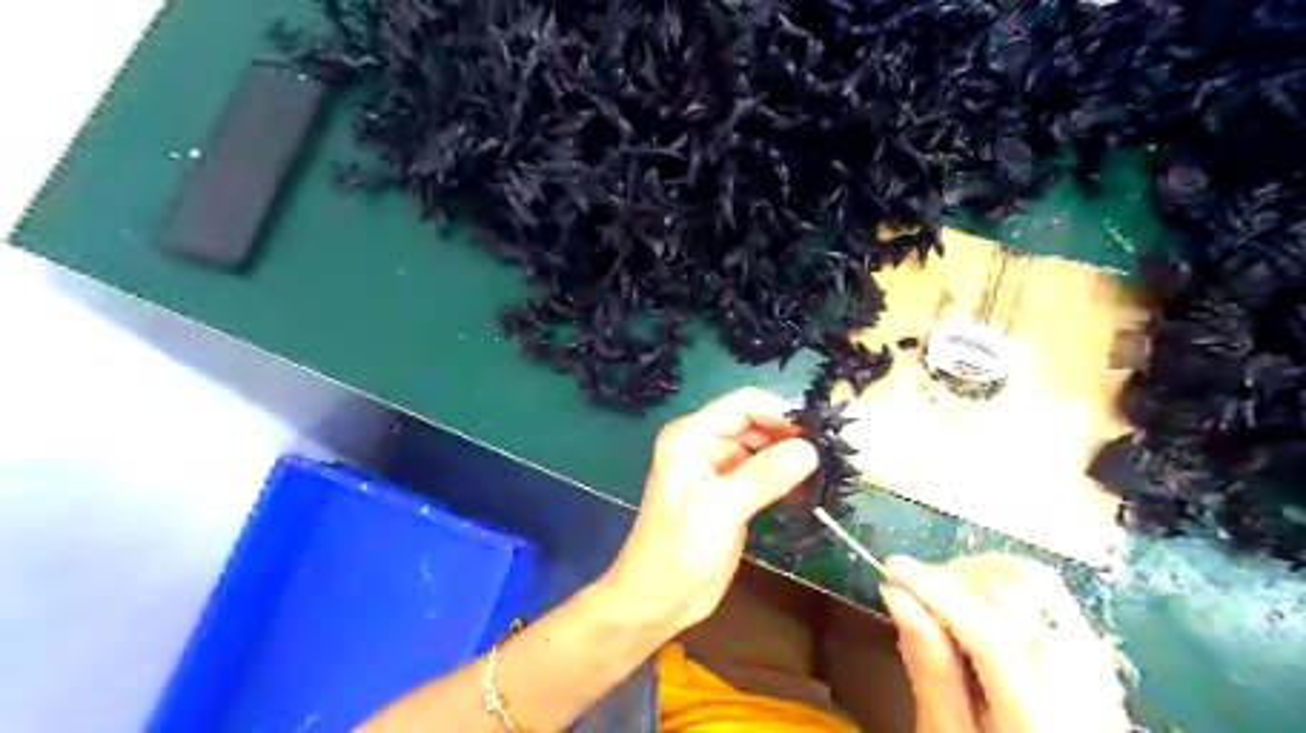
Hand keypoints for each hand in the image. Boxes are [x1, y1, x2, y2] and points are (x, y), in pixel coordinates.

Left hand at [599, 391, 813, 635]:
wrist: (658, 601)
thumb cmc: (676, 551)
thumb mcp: (718, 509)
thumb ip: (763, 477)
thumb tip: (810, 449)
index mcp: (691, 436)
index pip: (742, 405)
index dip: (779, 414)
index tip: (814, 436)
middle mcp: (705, 445)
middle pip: (756, 423)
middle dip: (789, 435)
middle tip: (827, 456)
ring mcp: (720, 469)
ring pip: (764, 448)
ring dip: (791, 457)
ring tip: (822, 473)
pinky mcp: (734, 494)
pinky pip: (766, 474)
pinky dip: (786, 478)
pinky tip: (807, 491)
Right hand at [882, 556, 1138, 731]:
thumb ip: (929, 671)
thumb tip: (897, 596)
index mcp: (1039, 718)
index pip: (988, 633)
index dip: (934, 590)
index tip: (891, 566)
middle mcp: (1080, 684)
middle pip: (1015, 596)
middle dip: (953, 577)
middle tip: (912, 585)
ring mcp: (1094, 664)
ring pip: (1033, 581)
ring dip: (977, 573)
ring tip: (939, 589)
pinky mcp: (1091, 652)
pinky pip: (1048, 593)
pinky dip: (1003, 580)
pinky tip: (973, 597)